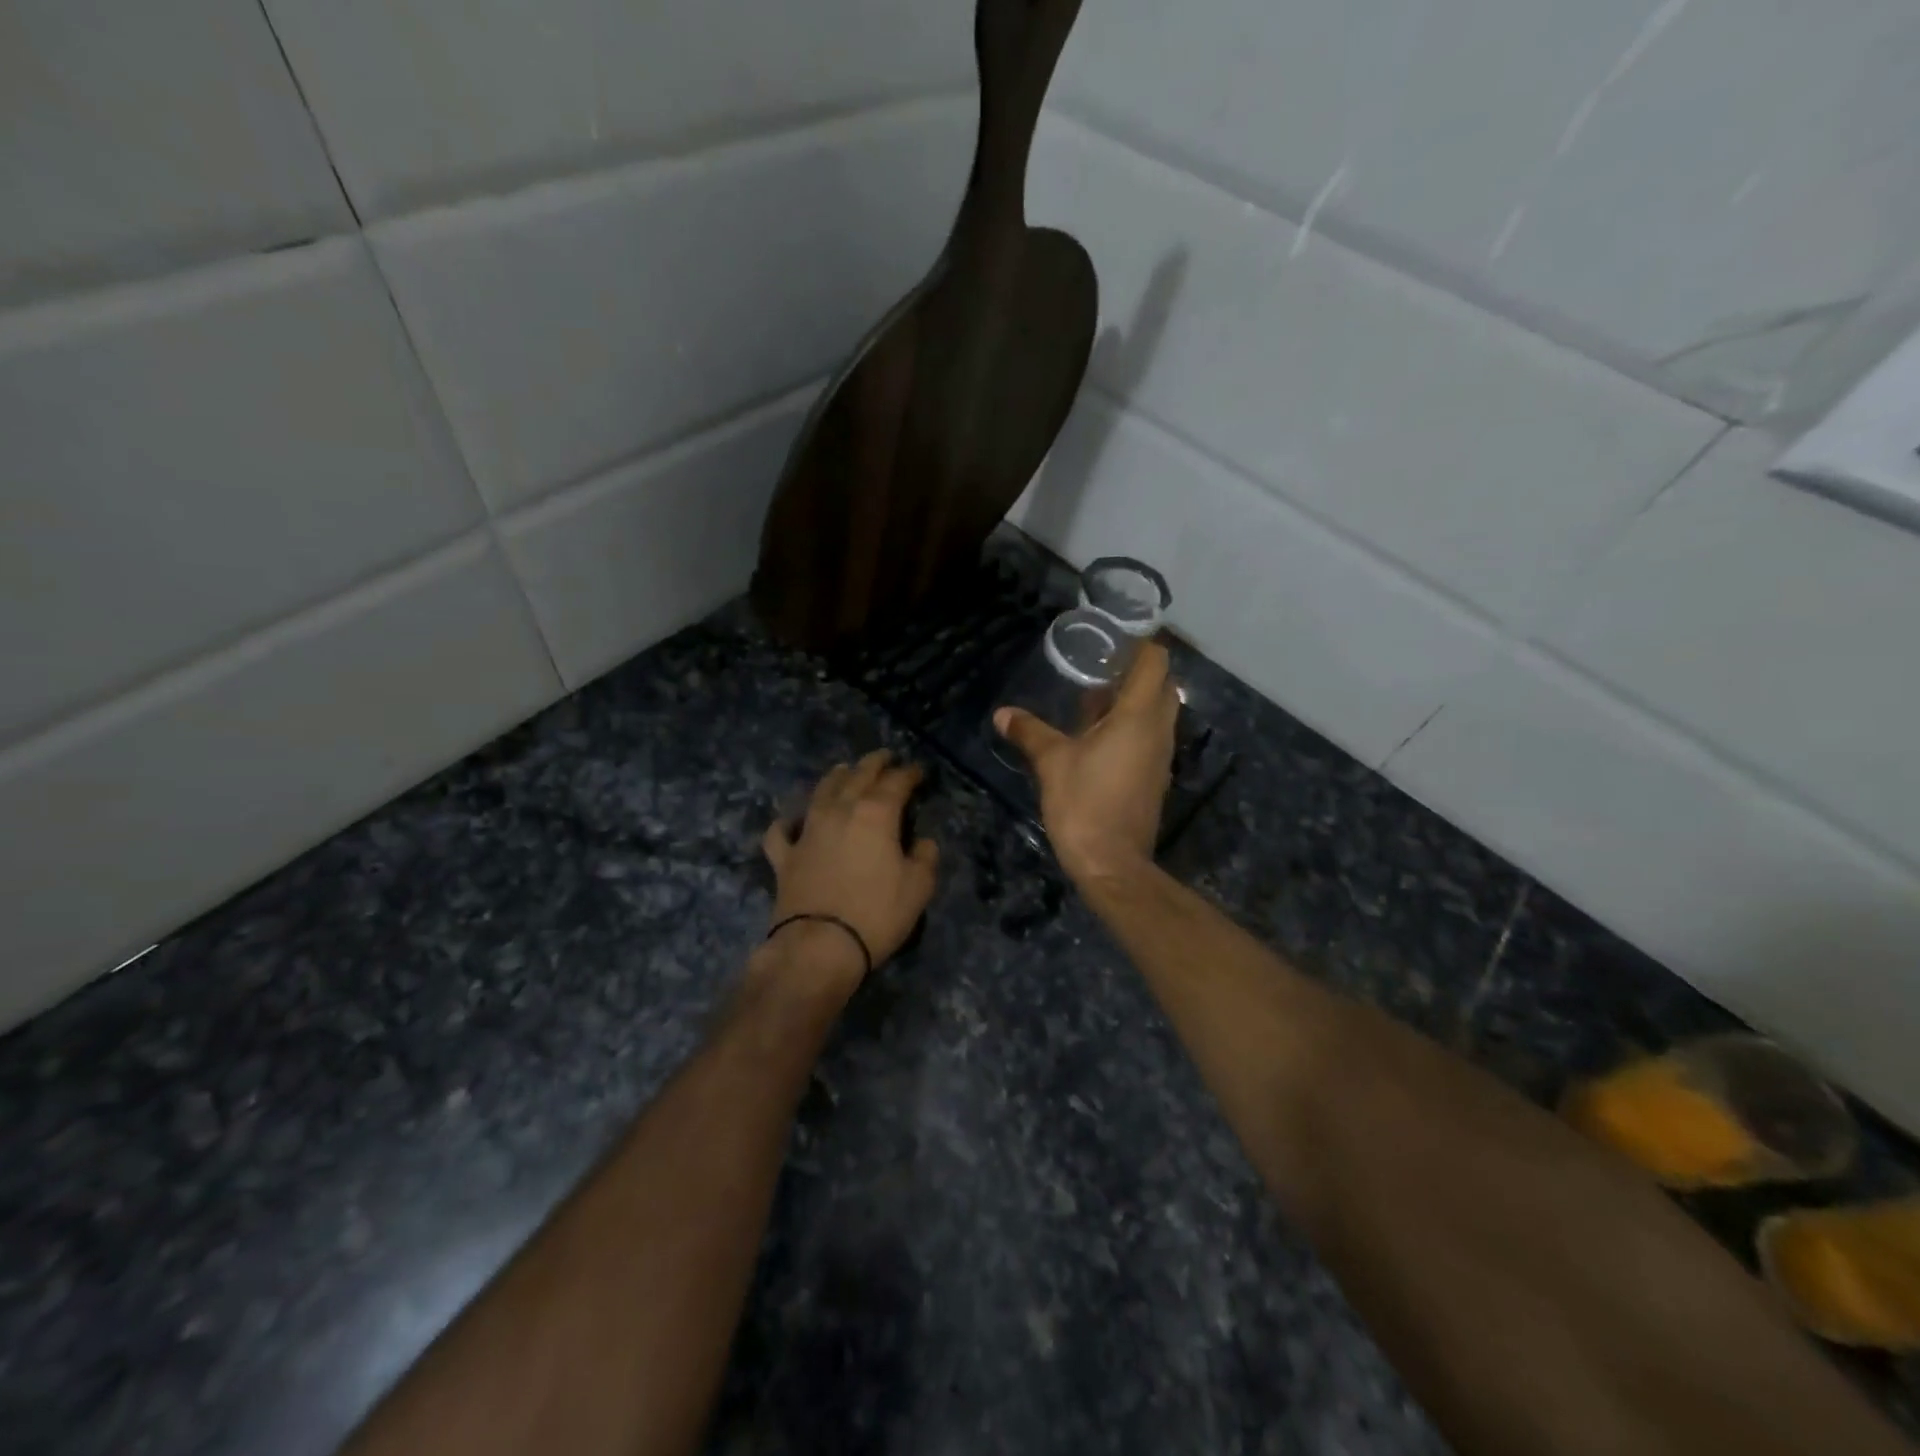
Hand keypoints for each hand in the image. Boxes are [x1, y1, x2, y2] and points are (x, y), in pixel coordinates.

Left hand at [762, 750, 939, 991]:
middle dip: (873, 763)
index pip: (896, 782)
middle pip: (857, 776)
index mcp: (876, 813)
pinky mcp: (785, 856)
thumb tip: (922, 843)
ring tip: (843, 770)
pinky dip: (788, 822)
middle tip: (884, 756)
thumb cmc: (876, 914)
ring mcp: (808, 831)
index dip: (909, 773)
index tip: (918, 771)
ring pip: (820, 792)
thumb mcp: (918, 888)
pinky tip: (792, 822)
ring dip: (835, 777)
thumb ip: (925, 858)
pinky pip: (782, 831)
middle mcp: (839, 811)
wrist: (819, 946)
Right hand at [995, 640, 1178, 883]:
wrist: (1113, 864)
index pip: (1155, 662)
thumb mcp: (1051, 763)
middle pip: (1161, 684)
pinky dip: (1131, 726)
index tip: (1111, 641)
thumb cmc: (1084, 804)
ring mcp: (1160, 755)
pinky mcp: (1155, 776)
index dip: (1138, 644)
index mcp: (1138, 717)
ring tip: (1091, 702)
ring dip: (1131, 701)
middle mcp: (1158, 730)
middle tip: (1097, 670)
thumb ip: (1029, 732)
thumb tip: (1002, 714)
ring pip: (1157, 712)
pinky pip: (1150, 737)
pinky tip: (1096, 738)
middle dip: (1134, 672)